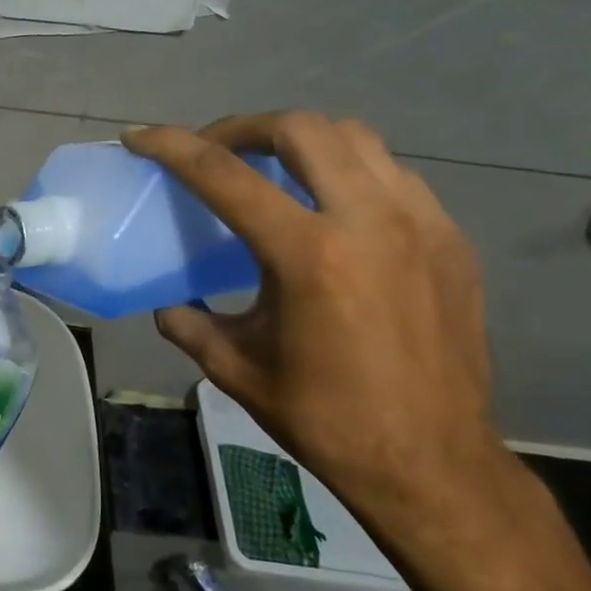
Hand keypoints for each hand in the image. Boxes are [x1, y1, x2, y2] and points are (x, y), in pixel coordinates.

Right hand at [123, 113, 509, 535]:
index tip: (139, 136)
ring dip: (300, 142)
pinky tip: (328, 209)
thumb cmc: (327, 419)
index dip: (173, 147)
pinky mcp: (450, 240)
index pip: (225, 176)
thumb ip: (190, 323)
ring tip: (270, 170)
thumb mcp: (236, 369)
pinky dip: (348, 172)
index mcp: (308, 256)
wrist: (432, 463)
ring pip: (355, 139)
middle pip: (301, 129)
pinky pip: (392, 174)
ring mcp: (421, 225)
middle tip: (214, 151)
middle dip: (243, 128)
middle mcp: (369, 222)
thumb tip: (169, 304)